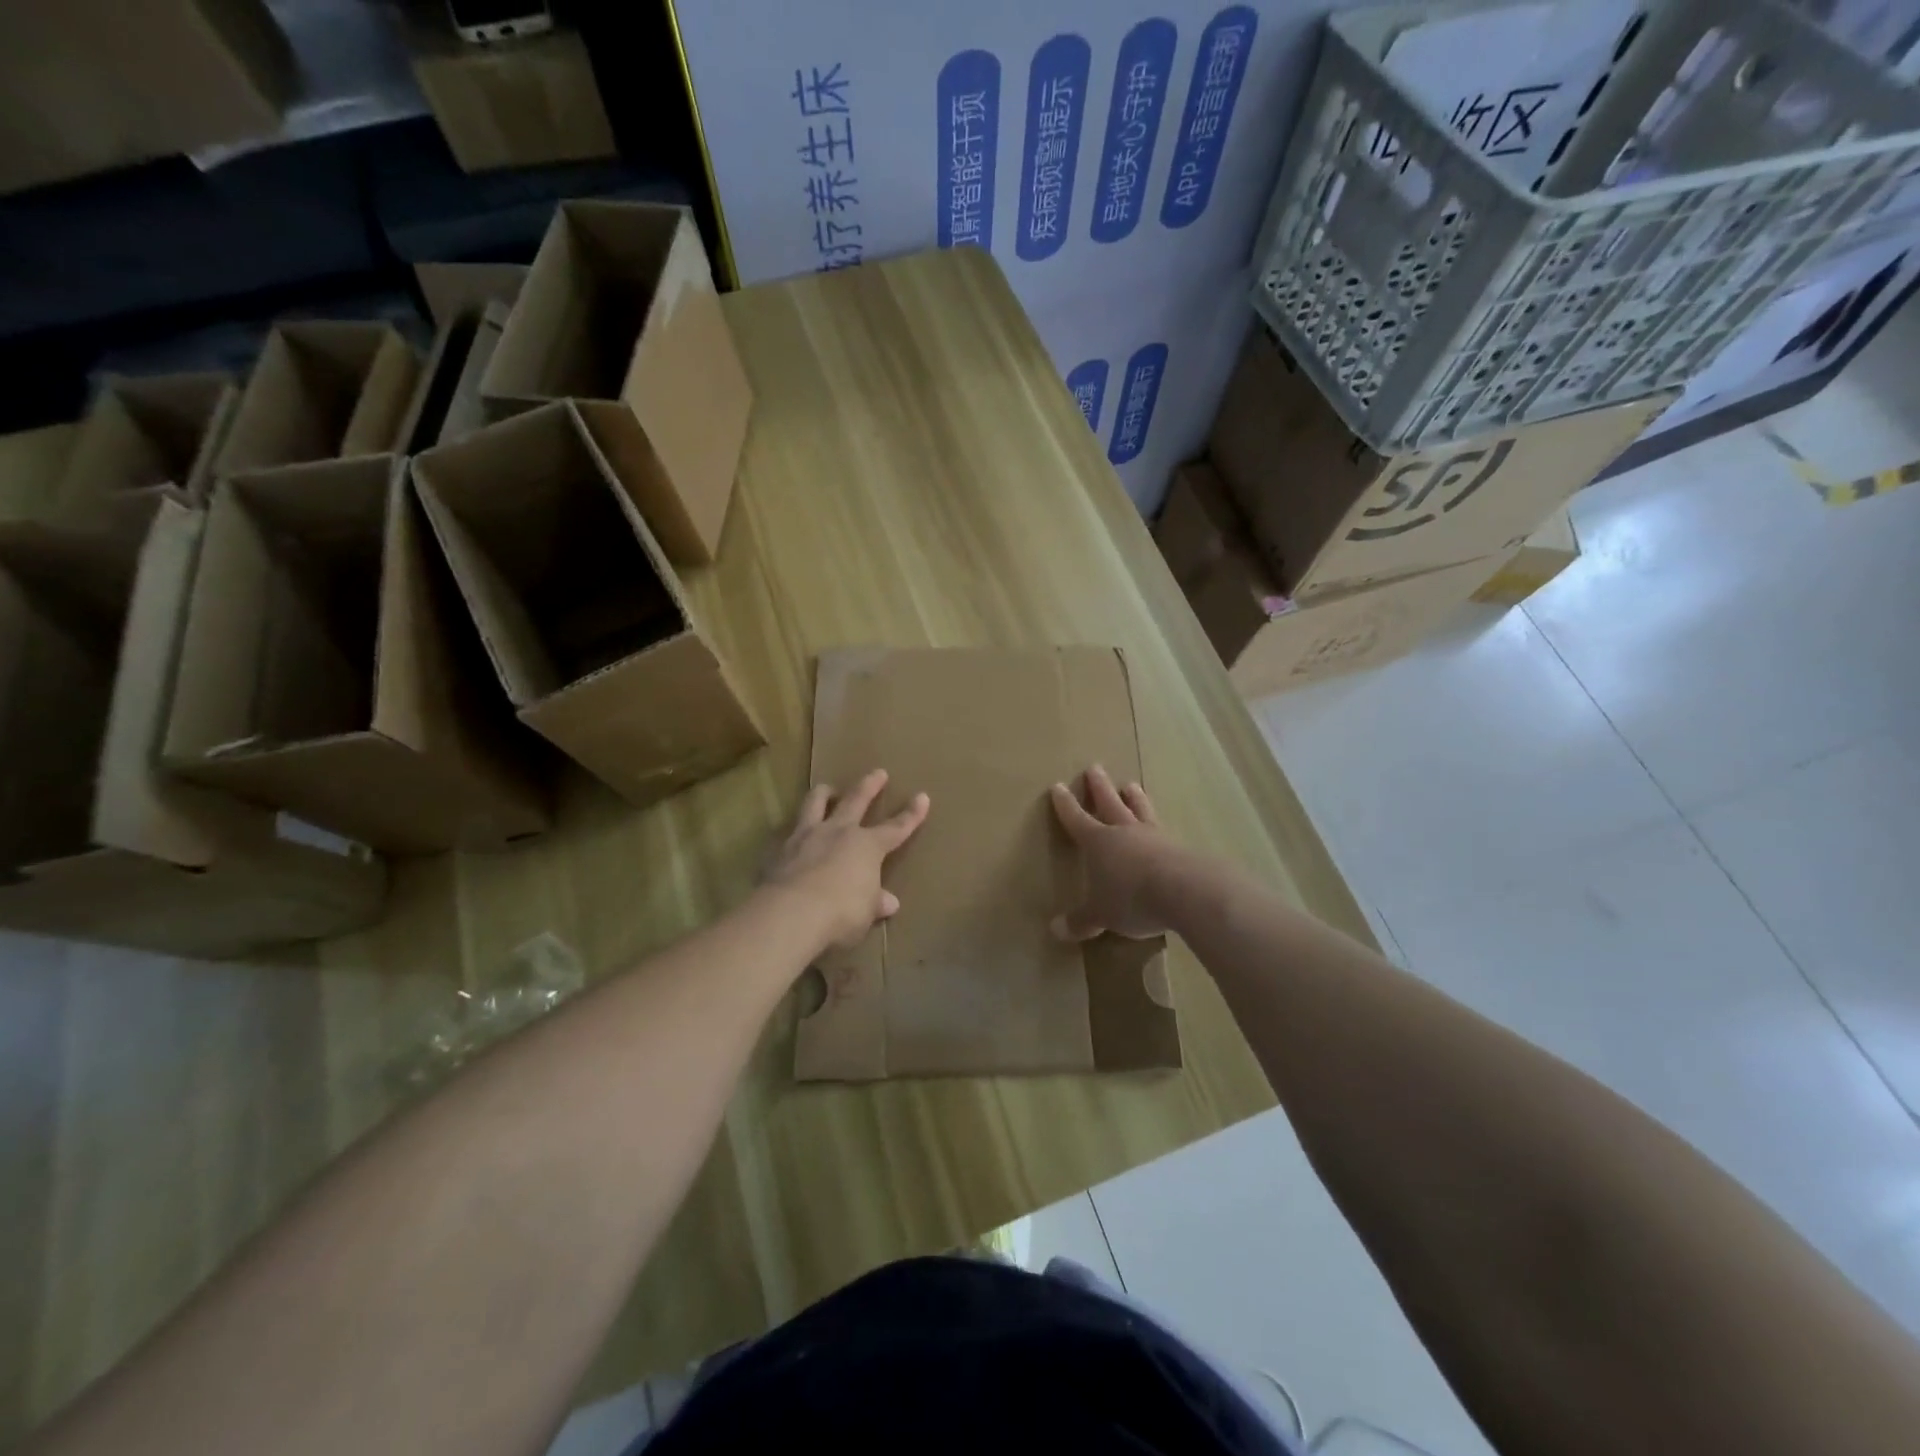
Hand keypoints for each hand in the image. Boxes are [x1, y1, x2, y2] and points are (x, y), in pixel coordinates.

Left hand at [765, 769, 929, 949]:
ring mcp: (806, 837)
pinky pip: (788, 832)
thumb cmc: (841, 912)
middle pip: (856, 800)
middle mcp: (838, 832)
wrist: (792, 913)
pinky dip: (794, 831)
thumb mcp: (866, 912)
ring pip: (816, 803)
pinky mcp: (780, 850)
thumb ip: (875, 902)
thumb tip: (889, 902)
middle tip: (878, 772)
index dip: (911, 815)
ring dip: (824, 793)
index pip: (896, 828)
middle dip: (869, 785)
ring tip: (827, 788)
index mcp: (867, 846)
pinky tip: (792, 836)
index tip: (922, 797)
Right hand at [1049, 766, 1174, 940]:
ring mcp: (1155, 836)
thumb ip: (1081, 920)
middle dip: (1100, 787)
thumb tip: (1055, 930)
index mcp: (1098, 842)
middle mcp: (1125, 832)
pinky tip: (1162, 828)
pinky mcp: (1180, 848)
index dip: (1066, 805)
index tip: (1058, 787)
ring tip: (1131, 785)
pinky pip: (1164, 831)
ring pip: (1140, 810)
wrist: (1185, 891)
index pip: (1077, 819)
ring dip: (1134, 798)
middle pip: (1110, 804)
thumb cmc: (1131, 898)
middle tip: (1095, 768)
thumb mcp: (1101, 914)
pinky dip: (1158, 826)